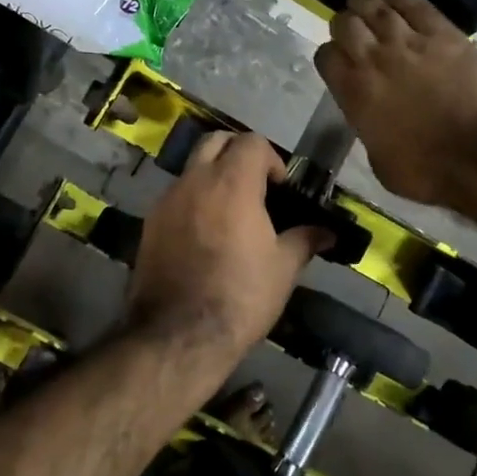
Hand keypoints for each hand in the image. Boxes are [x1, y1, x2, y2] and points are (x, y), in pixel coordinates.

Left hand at [125, 133, 325, 375]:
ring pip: (192, 168)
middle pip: (215, 141)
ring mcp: (166, 200)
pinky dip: (193, 201)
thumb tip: (327, 233)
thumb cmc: (240, 296)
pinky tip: (205, 235)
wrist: (178, 334)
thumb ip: (304, 240)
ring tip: (230, 213)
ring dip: (212, 177)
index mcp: (231, 183)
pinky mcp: (149, 223)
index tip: (280, 188)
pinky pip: (175, 197)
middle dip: (237, 153)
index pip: (252, 142)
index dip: (271, 159)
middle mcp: (194, 181)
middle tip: (255, 186)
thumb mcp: (283, 269)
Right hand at [315, 0, 476, 205]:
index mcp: (354, 93)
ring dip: (366, 1)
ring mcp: (409, 42)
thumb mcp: (379, 160)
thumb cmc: (426, 170)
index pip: (326, 57)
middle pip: (346, 24)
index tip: (338, 60)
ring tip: (365, 0)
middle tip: (351, 26)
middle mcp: (374, 60)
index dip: (330, 55)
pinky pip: (415, 4)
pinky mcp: (444, 34)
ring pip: (376, 7)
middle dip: (344, 22)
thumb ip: (368, 128)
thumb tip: (372, 118)